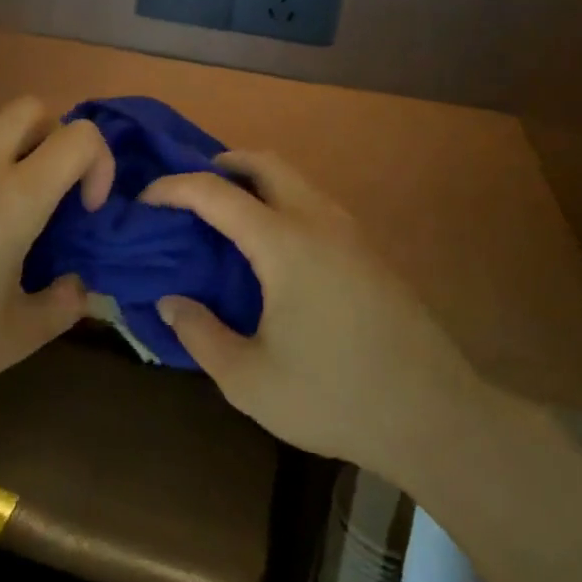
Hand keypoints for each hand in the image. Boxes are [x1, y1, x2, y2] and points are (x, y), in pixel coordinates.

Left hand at [0, 98, 114, 414]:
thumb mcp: (17, 338)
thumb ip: (63, 306)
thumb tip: (76, 286)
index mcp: (14, 200)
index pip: (78, 137)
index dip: (99, 163)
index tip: (87, 212)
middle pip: (30, 109)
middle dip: (58, 136)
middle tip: (57, 193)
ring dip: (17, 165)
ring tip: (10, 234)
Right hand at [142, 151, 493, 483]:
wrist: (436, 418)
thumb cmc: (333, 398)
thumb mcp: (248, 379)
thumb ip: (200, 334)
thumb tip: (170, 301)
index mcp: (284, 244)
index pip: (216, 193)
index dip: (173, 189)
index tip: (145, 200)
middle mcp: (320, 222)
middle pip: (267, 163)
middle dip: (223, 163)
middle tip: (191, 190)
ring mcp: (353, 234)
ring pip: (298, 181)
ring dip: (258, 182)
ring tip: (228, 216)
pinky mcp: (372, 254)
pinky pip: (317, 205)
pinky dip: (284, 203)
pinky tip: (275, 248)